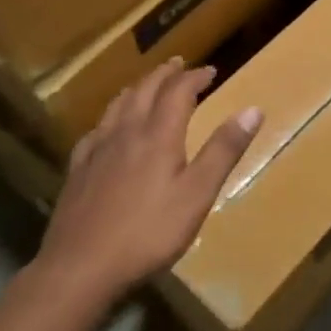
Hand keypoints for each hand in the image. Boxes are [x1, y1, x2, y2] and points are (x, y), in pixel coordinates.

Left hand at [35, 59, 262, 309]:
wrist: (81, 266)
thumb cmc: (148, 233)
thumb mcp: (197, 195)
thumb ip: (223, 151)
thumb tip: (253, 109)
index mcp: (158, 135)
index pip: (178, 91)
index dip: (195, 77)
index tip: (211, 71)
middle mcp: (127, 132)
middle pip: (145, 90)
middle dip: (165, 74)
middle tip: (179, 64)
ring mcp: (98, 149)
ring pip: (118, 104)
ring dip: (137, 88)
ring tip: (147, 84)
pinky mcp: (78, 169)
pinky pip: (96, 129)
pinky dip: (110, 117)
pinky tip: (108, 127)